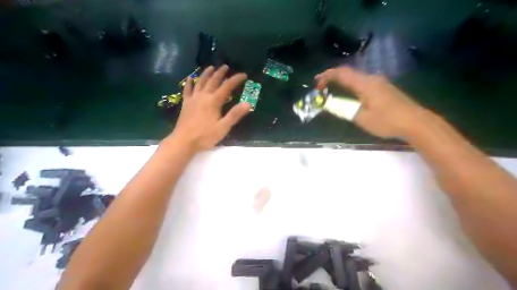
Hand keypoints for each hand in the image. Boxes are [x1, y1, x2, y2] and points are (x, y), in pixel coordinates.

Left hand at [170, 64, 249, 151]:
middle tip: (226, 66)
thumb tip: (248, 104)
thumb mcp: (223, 127)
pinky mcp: (186, 104)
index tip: (244, 75)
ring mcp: (193, 99)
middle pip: (213, 81)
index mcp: (214, 101)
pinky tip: (190, 78)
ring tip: (211, 67)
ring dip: (206, 74)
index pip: (227, 87)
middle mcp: (203, 96)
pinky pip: (187, 90)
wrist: (184, 142)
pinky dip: (189, 83)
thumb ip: (235, 115)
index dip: (236, 79)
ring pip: (200, 82)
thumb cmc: (205, 136)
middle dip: (220, 73)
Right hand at [315, 65, 428, 138]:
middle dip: (333, 77)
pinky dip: (351, 86)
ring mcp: (380, 83)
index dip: (327, 75)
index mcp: (365, 84)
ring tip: (332, 90)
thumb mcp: (361, 118)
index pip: (342, 73)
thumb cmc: (387, 120)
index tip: (316, 82)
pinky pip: (363, 83)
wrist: (416, 122)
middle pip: (349, 73)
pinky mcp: (385, 89)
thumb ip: (344, 109)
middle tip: (321, 86)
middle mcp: (372, 79)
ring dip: (342, 82)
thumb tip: (332, 104)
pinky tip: (350, 95)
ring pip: (356, 78)